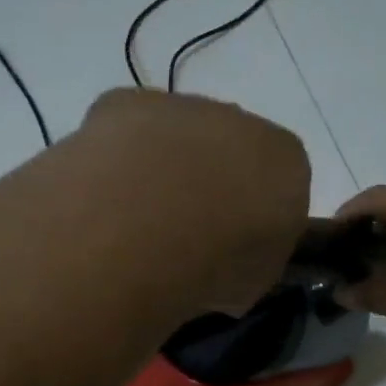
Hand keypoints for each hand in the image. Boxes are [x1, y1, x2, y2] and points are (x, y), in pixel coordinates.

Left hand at [77, 88, 310, 313]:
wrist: (141, 232)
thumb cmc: (214, 265)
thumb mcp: (254, 281)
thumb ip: (253, 256)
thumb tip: (233, 257)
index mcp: (285, 161)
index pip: (279, 182)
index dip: (252, 216)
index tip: (230, 247)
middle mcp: (239, 120)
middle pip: (226, 151)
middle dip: (207, 185)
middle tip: (180, 235)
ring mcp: (179, 107)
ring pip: (174, 138)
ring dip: (160, 170)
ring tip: (133, 224)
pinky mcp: (122, 103)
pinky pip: (123, 133)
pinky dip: (114, 161)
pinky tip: (100, 198)